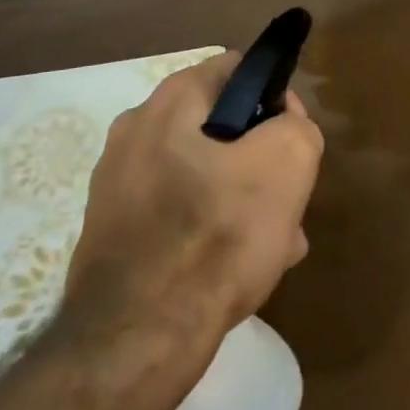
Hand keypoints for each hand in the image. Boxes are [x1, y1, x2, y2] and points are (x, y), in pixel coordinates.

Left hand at [63, 52, 323, 354]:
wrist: (135, 341)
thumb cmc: (217, 234)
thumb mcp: (288, 161)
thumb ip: (297, 124)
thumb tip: (282, 121)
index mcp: (171, 101)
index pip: (237, 69)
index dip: (275, 96)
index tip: (293, 138)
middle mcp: (135, 131)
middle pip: (221, 127)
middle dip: (260, 159)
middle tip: (286, 200)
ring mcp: (117, 185)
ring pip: (203, 177)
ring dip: (241, 200)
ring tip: (273, 245)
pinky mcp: (112, 233)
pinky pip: (177, 216)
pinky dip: (208, 231)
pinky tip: (236, 272)